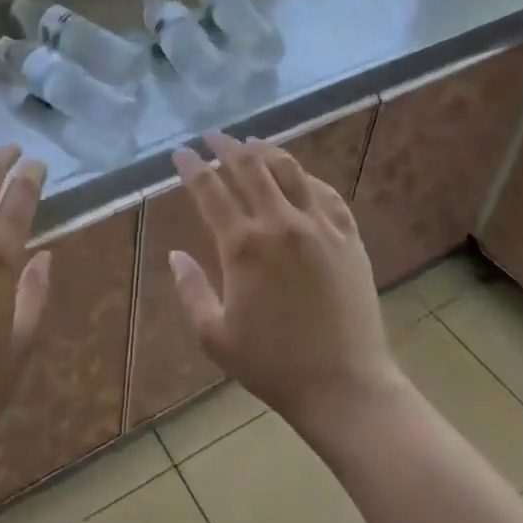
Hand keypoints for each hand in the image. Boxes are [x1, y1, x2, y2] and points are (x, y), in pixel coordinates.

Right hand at [169, 131, 404, 438]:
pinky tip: (298, 175)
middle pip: (249, 167)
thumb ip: (190, 290)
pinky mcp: (348, 236)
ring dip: (265, 150)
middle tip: (212, 136)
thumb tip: (174, 254)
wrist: (345, 386)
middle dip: (226, 146)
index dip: (192, 166)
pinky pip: (326, 192)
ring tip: (252, 142)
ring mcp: (318, 225)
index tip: (181, 153)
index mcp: (243, 245)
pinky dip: (307, 177)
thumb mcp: (215, 336)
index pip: (210, 189)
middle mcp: (280, 223)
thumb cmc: (273, 365)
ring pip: (289, 169)